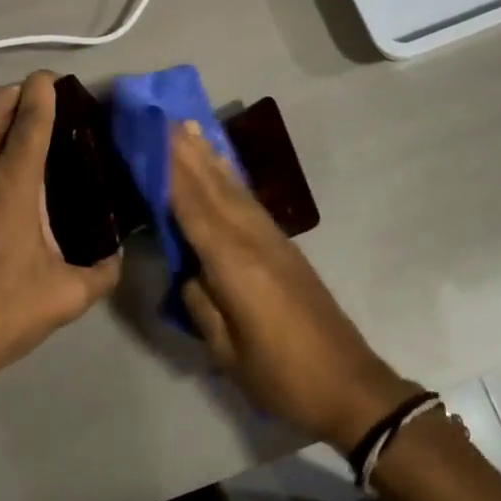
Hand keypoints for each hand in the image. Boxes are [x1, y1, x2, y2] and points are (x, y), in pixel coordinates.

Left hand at [0, 72, 121, 402]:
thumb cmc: (1, 313)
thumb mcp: (66, 296)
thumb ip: (103, 272)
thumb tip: (119, 257)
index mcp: (12, 183)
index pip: (30, 118)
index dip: (43, 91)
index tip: (53, 79)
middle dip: (16, 93)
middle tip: (39, 101)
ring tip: (11, 122)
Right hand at [171, 122, 417, 451]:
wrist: (348, 383)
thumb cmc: (282, 376)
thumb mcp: (228, 351)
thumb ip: (201, 303)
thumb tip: (186, 267)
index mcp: (234, 264)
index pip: (193, 208)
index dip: (170, 171)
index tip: (151, 136)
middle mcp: (253, 239)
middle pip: (213, 187)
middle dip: (186, 152)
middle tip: (162, 117)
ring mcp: (272, 239)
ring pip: (233, 188)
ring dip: (208, 157)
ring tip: (188, 128)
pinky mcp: (284, 245)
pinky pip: (248, 201)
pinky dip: (229, 178)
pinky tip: (221, 169)